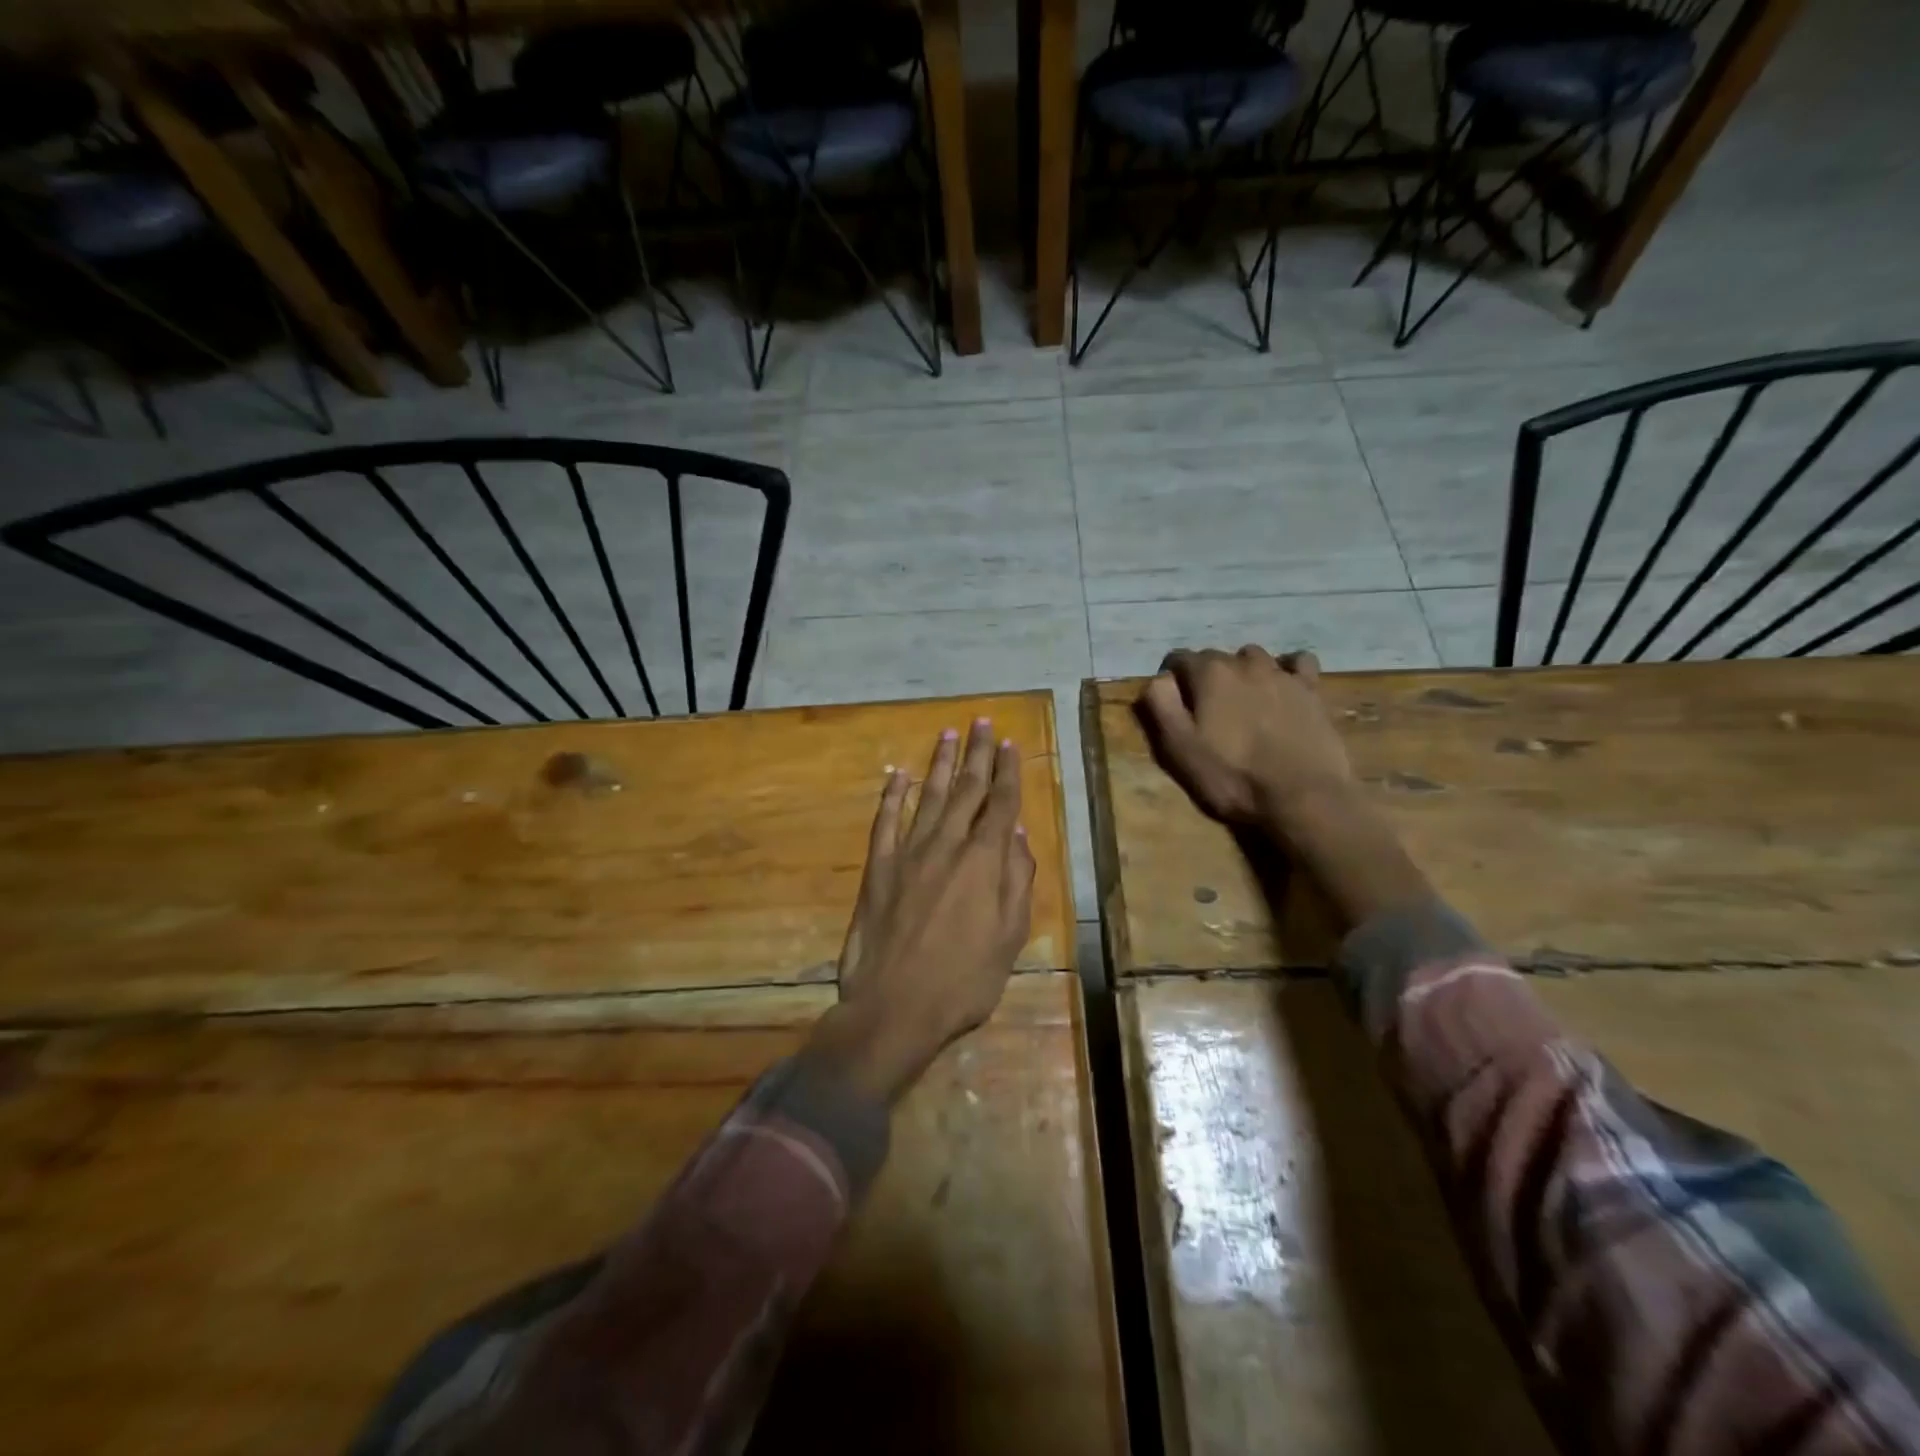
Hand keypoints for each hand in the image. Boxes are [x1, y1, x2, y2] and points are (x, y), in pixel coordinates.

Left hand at [807, 719, 1035, 1105]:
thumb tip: (1017, 833)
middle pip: (966, 789)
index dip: (1008, 772)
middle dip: (977, 754)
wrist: (895, 1008)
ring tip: (948, 734)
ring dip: (940, 763)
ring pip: (928, 797)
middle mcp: (948, 846)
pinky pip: (885, 822)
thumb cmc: (964, 981)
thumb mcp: (1009, 938)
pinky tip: (898, 775)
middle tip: (982, 722)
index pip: (1001, 804)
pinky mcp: (878, 869)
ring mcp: (908, 854)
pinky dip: (892, 796)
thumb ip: (1017, 881)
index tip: (1010, 744)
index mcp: (985, 862)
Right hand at [1137, 646, 1354, 829]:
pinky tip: (1284, 689)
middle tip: (1207, 711)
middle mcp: (1245, 663)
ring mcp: (1283, 673)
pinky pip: (1298, 663)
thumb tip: (1158, 679)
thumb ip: (1161, 705)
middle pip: (1216, 657)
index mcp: (1210, 674)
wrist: (1302, 797)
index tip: (1172, 704)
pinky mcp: (1312, 689)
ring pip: (1254, 657)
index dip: (1171, 679)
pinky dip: (1286, 670)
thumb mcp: (1179, 747)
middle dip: (1206, 677)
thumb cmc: (1232, 776)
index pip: (1178, 659)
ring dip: (1243, 672)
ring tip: (1244, 702)